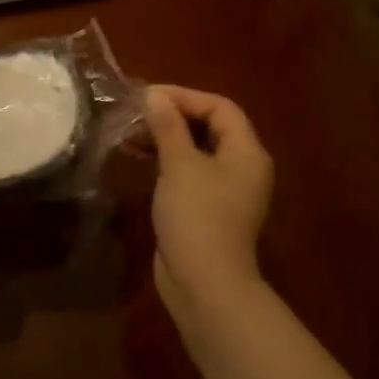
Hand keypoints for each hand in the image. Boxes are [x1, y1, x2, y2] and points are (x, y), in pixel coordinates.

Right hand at [143, 84, 273, 322]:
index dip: (185, 96)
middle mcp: (242, 168)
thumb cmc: (197, 216)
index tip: (148, 96)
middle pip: (211, 128)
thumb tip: (154, 95)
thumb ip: (168, 127)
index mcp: (247, 152)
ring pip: (197, 151)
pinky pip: (189, 174)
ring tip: (132, 133)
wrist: (204, 283)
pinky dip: (167, 162)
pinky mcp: (208, 210)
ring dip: (167, 139)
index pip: (221, 108)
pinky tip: (139, 160)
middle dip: (174, 116)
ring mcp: (226, 191)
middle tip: (137, 112)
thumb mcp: (179, 165)